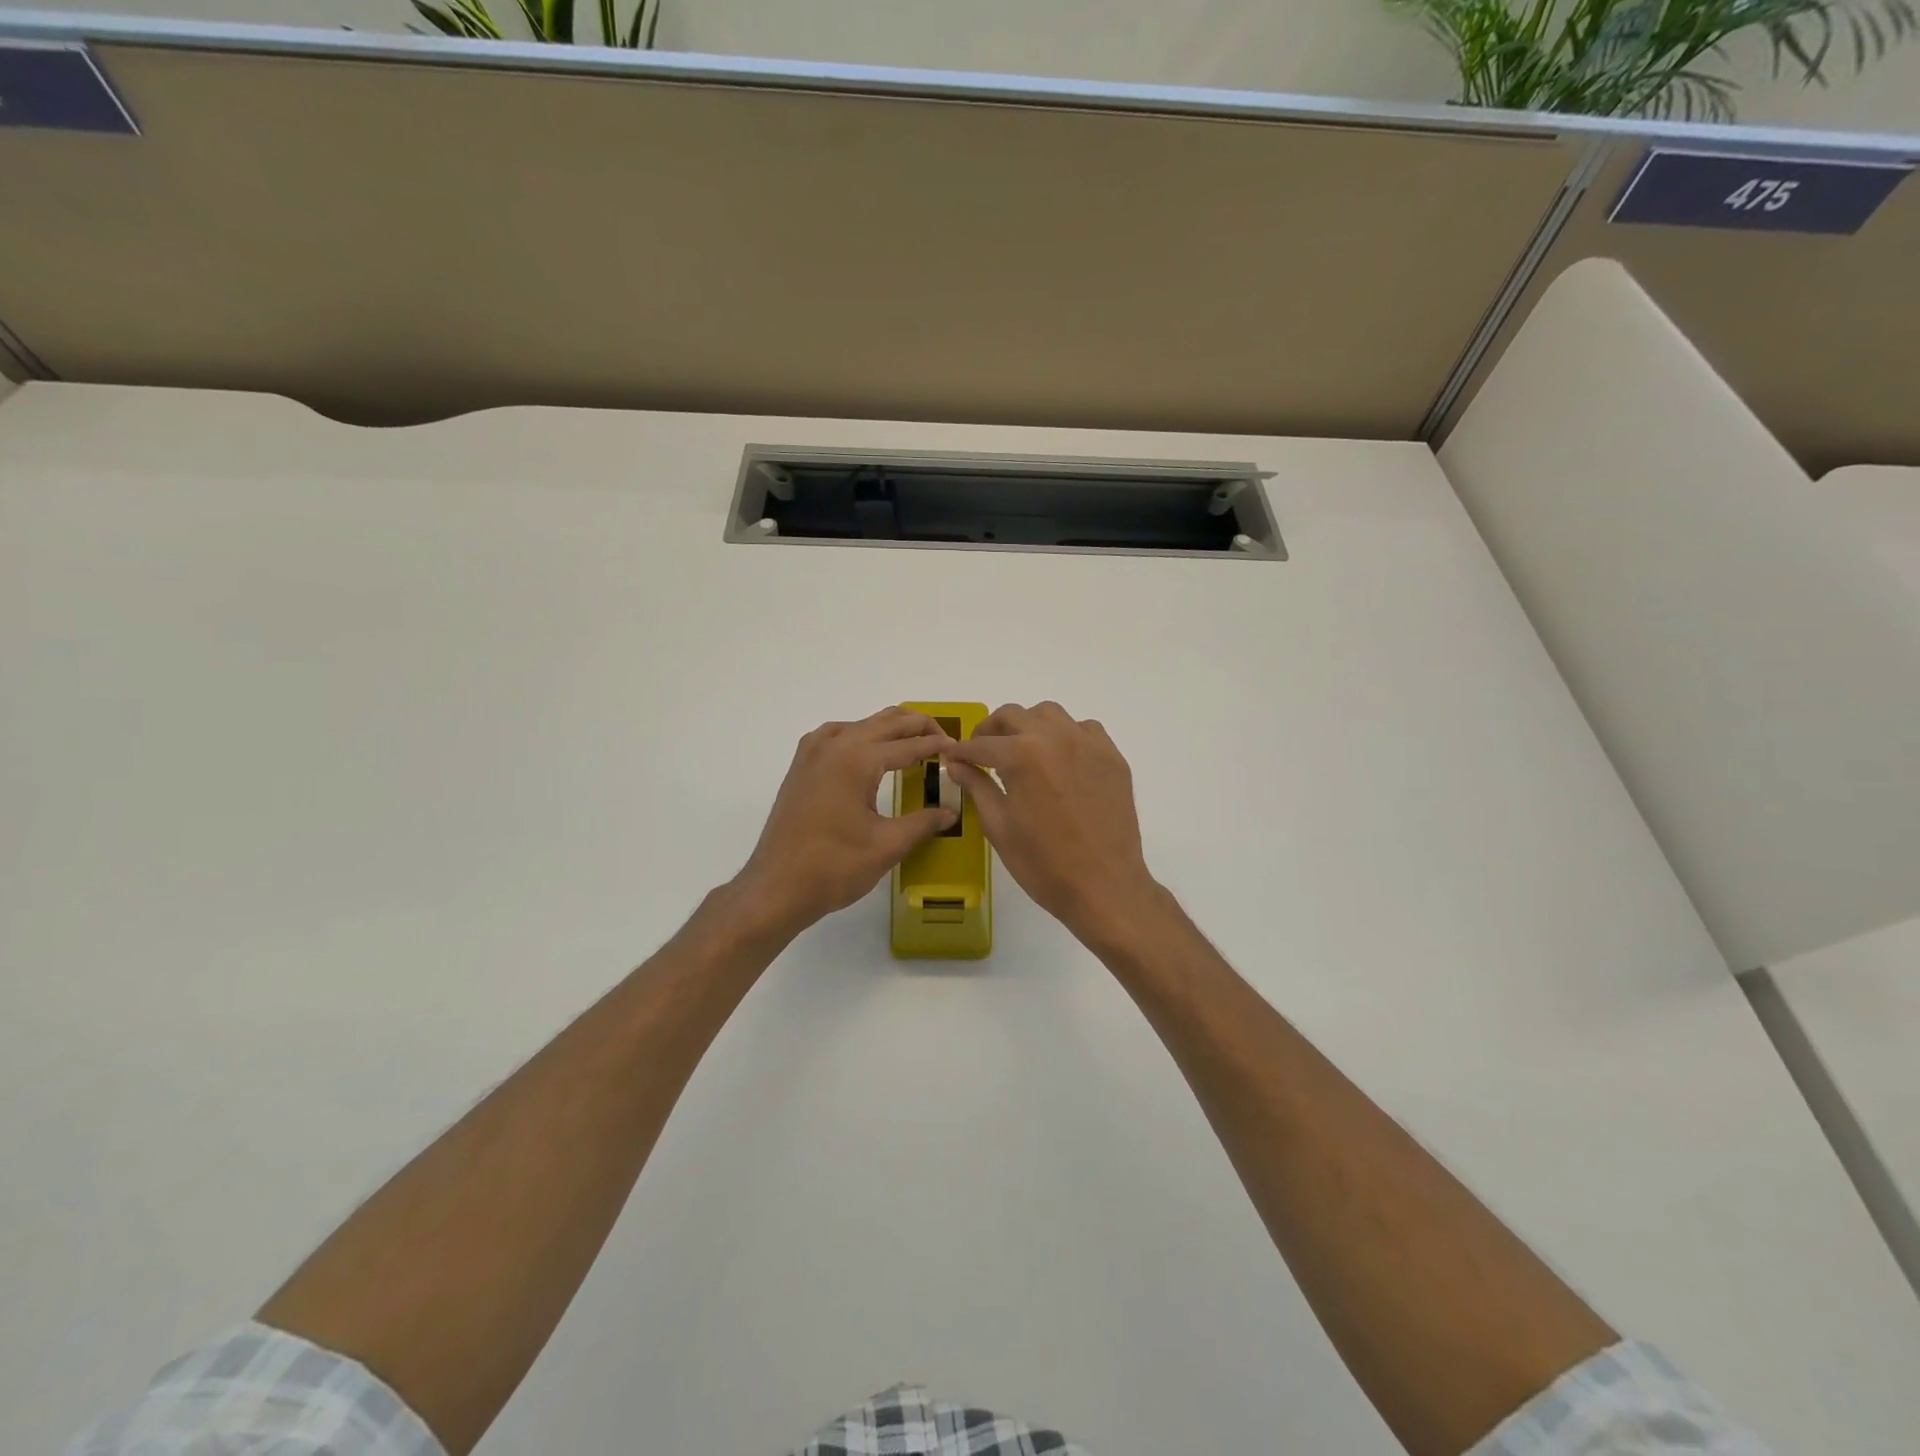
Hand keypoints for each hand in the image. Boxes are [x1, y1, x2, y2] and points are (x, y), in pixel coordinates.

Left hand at [731, 708, 958, 937]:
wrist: (776, 887)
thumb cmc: (834, 867)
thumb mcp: (887, 846)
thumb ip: (923, 822)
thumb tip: (951, 811)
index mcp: (857, 759)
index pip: (908, 744)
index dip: (937, 746)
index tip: (959, 749)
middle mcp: (834, 745)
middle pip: (885, 723)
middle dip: (918, 726)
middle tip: (944, 740)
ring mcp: (813, 753)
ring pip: (860, 724)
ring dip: (889, 727)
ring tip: (913, 742)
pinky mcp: (801, 766)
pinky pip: (836, 735)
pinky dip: (860, 734)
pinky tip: (868, 750)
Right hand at [940, 702, 1162, 945]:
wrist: (1104, 887)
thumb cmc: (1043, 864)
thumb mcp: (999, 827)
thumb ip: (977, 787)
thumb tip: (956, 764)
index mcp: (1022, 756)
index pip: (981, 744)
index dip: (962, 751)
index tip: (953, 757)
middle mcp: (1055, 738)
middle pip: (1014, 715)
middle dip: (991, 731)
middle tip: (982, 752)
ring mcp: (1088, 744)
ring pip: (1050, 714)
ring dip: (1029, 725)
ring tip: (1022, 750)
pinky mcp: (1112, 757)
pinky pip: (1084, 729)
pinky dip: (1066, 735)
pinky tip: (1060, 760)